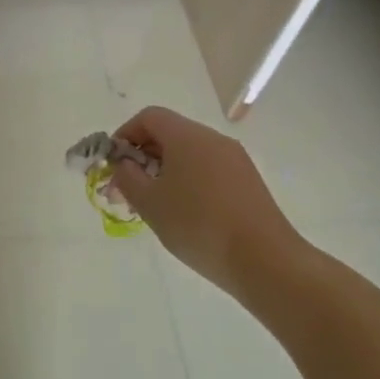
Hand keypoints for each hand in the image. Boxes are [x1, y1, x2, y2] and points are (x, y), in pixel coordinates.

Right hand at [110, 106, 310, 313]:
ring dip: (165, 170)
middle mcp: (213, 139)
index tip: (114, 163)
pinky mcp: (248, 181)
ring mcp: (235, 159)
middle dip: (143, 155)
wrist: (265, 261)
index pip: (149, 117)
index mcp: (187, 136)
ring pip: (189, 153)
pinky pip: (208, 169)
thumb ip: (127, 178)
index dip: (125, 134)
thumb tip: (124, 164)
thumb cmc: (198, 225)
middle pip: (170, 133)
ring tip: (153, 204)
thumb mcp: (150, 203)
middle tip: (127, 188)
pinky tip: (184, 212)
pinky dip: (188, 180)